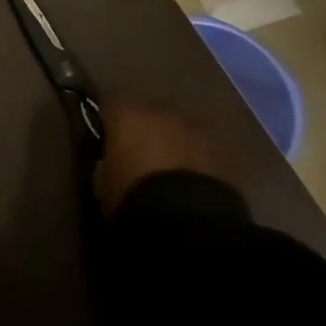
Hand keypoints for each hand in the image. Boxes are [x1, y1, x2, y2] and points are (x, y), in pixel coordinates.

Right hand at [93, 103, 235, 217]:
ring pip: (179, 127)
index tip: (108, 139)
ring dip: (175, 141)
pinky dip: (199, 158)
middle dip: (146, 129)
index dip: (109, 120)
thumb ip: (104, 164)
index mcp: (127, 114)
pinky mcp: (222, 149)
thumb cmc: (134, 199)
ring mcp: (195, 127)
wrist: (189, 224)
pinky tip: (196, 181)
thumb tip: (107, 161)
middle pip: (149, 111)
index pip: (110, 102)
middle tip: (143, 156)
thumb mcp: (103, 185)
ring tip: (173, 170)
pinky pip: (204, 148)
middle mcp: (160, 110)